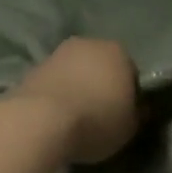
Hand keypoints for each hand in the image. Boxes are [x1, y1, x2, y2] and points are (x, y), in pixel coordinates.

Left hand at [9, 37, 140, 165]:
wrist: (41, 120)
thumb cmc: (95, 121)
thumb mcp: (129, 128)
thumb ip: (137, 114)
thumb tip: (137, 108)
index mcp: (118, 53)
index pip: (131, 73)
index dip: (129, 95)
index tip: (123, 115)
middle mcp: (90, 44)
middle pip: (101, 66)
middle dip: (102, 85)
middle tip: (100, 114)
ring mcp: (59, 53)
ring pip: (76, 71)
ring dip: (78, 86)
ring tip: (75, 116)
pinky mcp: (34, 67)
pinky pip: (55, 81)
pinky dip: (57, 93)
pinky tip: (55, 115)